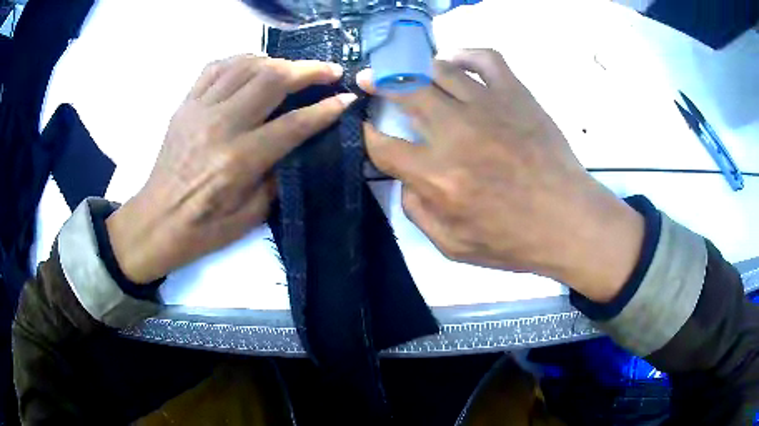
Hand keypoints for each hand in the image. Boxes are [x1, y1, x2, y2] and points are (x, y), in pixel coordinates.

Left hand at [106, 55, 355, 283]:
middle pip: (272, 79)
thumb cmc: (204, 229)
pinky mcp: (185, 105)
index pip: (293, 123)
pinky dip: (241, 59)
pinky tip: (254, 66)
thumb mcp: (251, 215)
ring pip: (246, 65)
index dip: (326, 109)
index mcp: (239, 160)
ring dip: (278, 61)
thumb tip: (300, 143)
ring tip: (295, 69)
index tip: (346, 98)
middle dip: (309, 70)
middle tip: (330, 71)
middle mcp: (220, 125)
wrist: (156, 222)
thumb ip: (278, 174)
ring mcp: (199, 109)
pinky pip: (216, 67)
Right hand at [359, 49, 642, 301]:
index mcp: (438, 176)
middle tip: (370, 79)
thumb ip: (417, 212)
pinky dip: (466, 54)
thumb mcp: (453, 246)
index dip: (367, 135)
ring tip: (413, 73)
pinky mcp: (516, 94)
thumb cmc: (514, 240)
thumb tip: (404, 179)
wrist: (569, 221)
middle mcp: (456, 132)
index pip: (383, 145)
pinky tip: (457, 62)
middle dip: (378, 82)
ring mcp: (488, 106)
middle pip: (404, 91)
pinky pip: (485, 58)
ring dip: (417, 68)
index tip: (366, 129)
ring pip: (439, 69)